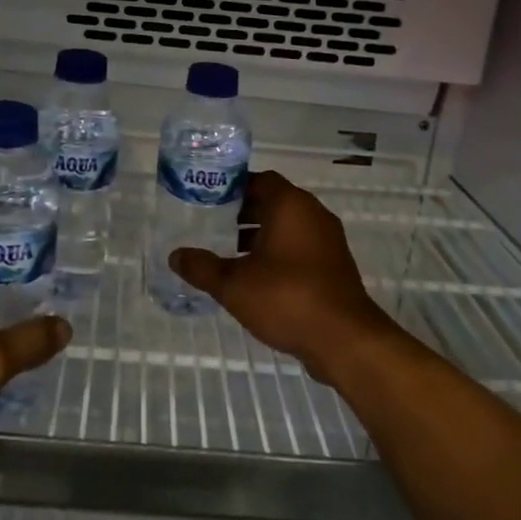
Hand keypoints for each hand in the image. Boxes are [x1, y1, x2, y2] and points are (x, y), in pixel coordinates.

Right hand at [170, 171, 397, 383]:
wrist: (344, 340)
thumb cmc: (286, 298)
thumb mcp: (234, 284)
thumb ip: (202, 267)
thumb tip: (175, 256)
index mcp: (291, 205)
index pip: (260, 180)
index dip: (234, 187)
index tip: (209, 200)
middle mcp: (313, 214)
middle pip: (274, 202)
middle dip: (243, 213)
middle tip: (212, 226)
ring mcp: (328, 241)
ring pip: (288, 227)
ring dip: (260, 236)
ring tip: (229, 253)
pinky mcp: (334, 266)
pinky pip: (300, 248)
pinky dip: (278, 254)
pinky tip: (256, 278)